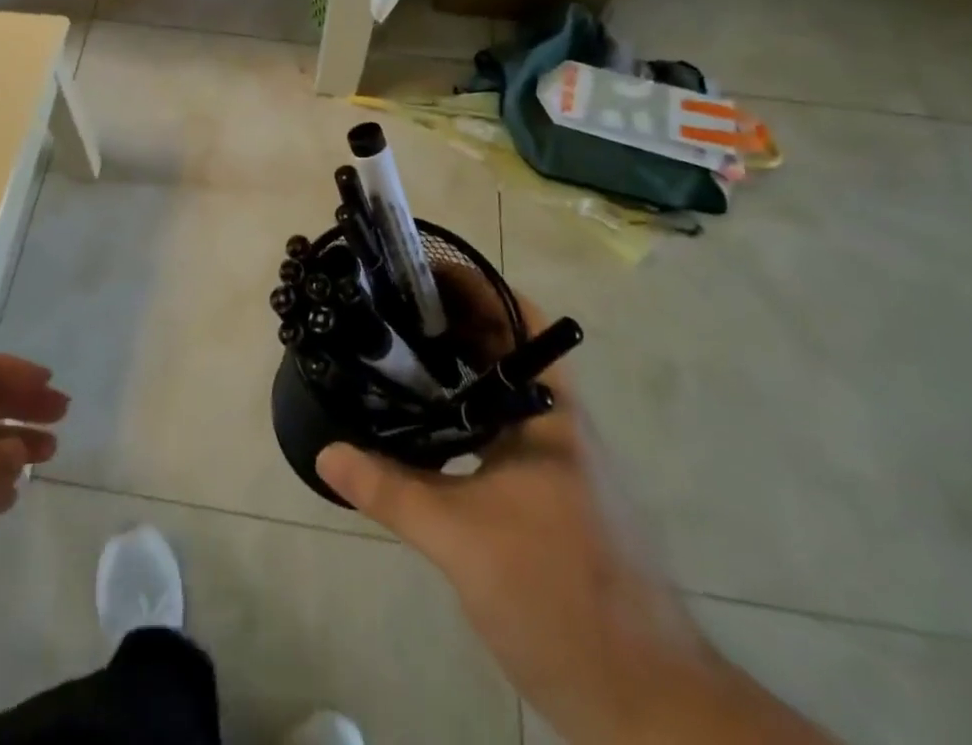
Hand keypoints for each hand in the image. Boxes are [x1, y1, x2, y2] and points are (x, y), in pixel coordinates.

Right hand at [317, 287, 828, 744]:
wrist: (645, 701)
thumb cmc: (557, 595)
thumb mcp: (460, 539)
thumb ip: (391, 488)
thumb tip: (327, 452)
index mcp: (548, 410)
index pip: (517, 318)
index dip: (474, 285)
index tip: (420, 270)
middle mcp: (558, 422)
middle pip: (505, 349)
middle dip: (453, 322)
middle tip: (390, 307)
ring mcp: (560, 461)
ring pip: (502, 392)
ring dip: (458, 368)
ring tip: (396, 355)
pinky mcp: (553, 496)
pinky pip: (502, 430)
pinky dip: (465, 413)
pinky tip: (427, 429)